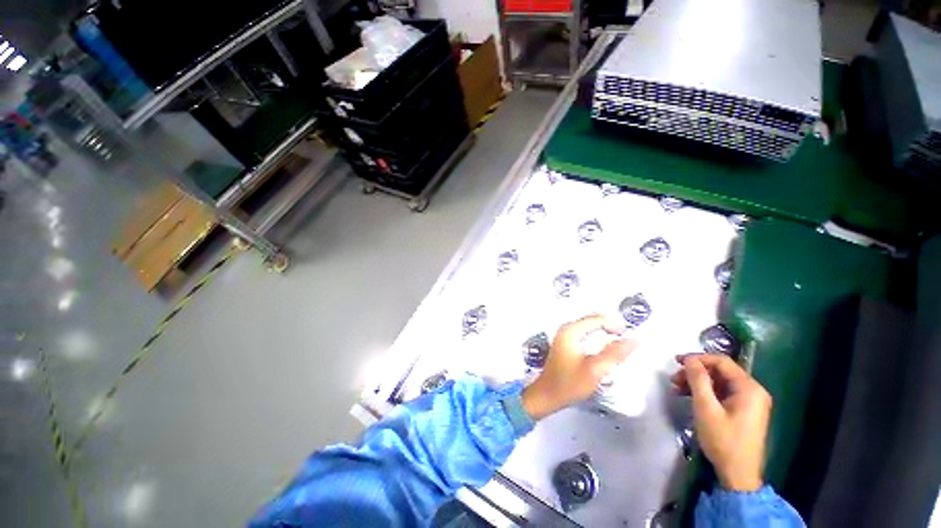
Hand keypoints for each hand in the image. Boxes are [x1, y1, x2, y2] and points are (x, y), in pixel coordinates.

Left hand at [522, 314, 636, 419]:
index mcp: (570, 331)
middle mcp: (565, 330)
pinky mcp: (564, 343)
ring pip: (588, 324)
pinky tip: (603, 345)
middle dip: (609, 323)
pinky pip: (583, 331)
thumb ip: (615, 354)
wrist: (547, 395)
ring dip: (603, 328)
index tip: (627, 333)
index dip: (614, 323)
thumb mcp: (595, 370)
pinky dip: (596, 334)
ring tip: (618, 338)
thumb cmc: (568, 384)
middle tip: (625, 335)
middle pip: (591, 318)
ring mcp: (563, 336)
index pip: (596, 319)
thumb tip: (633, 341)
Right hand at [671, 354, 770, 491]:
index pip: (721, 361)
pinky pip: (722, 393)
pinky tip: (688, 397)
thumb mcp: (706, 408)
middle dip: (695, 372)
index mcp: (749, 388)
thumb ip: (698, 380)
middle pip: (720, 371)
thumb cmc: (723, 440)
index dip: (697, 358)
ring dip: (697, 383)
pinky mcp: (744, 411)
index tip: (676, 361)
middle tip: (674, 378)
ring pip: (719, 382)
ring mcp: (749, 402)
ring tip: (676, 388)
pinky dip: (705, 393)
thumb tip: (689, 359)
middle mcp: (753, 391)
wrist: (738, 474)